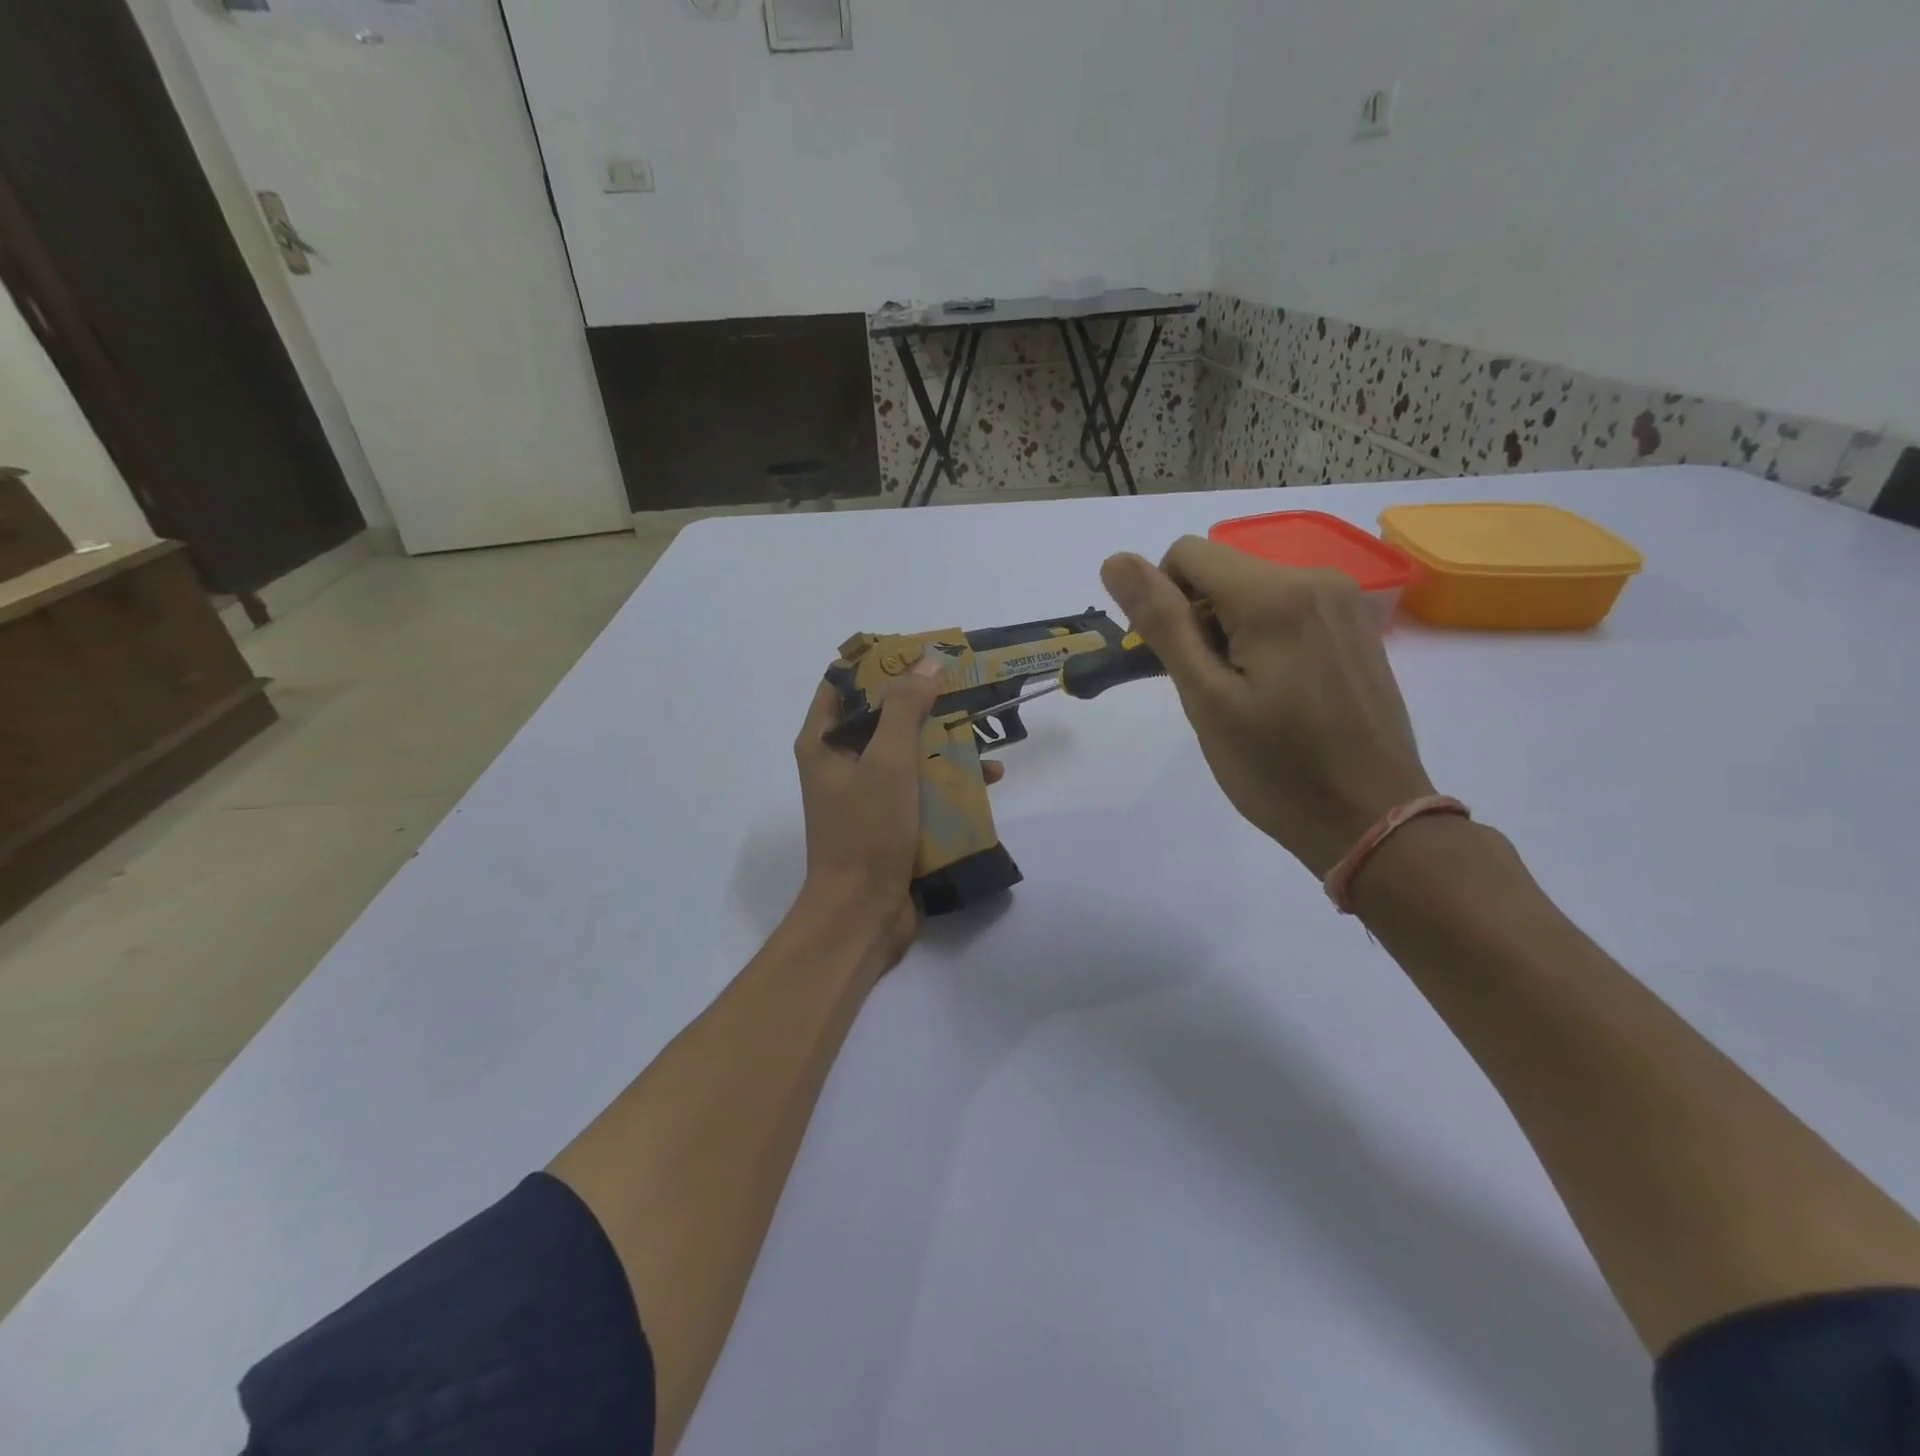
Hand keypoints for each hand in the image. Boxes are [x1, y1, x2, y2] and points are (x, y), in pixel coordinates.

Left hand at [793, 662, 1003, 968]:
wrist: (862, 915)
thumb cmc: (868, 831)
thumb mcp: (888, 761)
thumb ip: (905, 708)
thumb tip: (927, 663)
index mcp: (824, 742)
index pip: (843, 683)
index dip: (878, 663)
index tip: (920, 653)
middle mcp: (840, 762)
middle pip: (882, 715)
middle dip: (924, 701)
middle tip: (964, 686)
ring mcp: (866, 794)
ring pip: (907, 751)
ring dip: (943, 740)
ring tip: (986, 729)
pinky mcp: (890, 820)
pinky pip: (920, 786)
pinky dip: (948, 779)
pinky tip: (988, 778)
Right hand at [1101, 537, 1434, 876]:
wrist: (1371, 817)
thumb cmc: (1277, 768)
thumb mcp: (1205, 698)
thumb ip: (1162, 622)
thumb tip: (1115, 561)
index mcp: (1274, 594)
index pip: (1186, 554)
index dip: (1162, 601)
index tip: (1174, 661)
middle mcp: (1315, 577)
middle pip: (1220, 569)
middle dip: (1196, 616)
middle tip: (1207, 687)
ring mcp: (1343, 599)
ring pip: (1251, 588)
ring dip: (1227, 628)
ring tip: (1241, 693)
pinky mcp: (1354, 624)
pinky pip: (1285, 605)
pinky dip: (1261, 634)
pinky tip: (1274, 688)